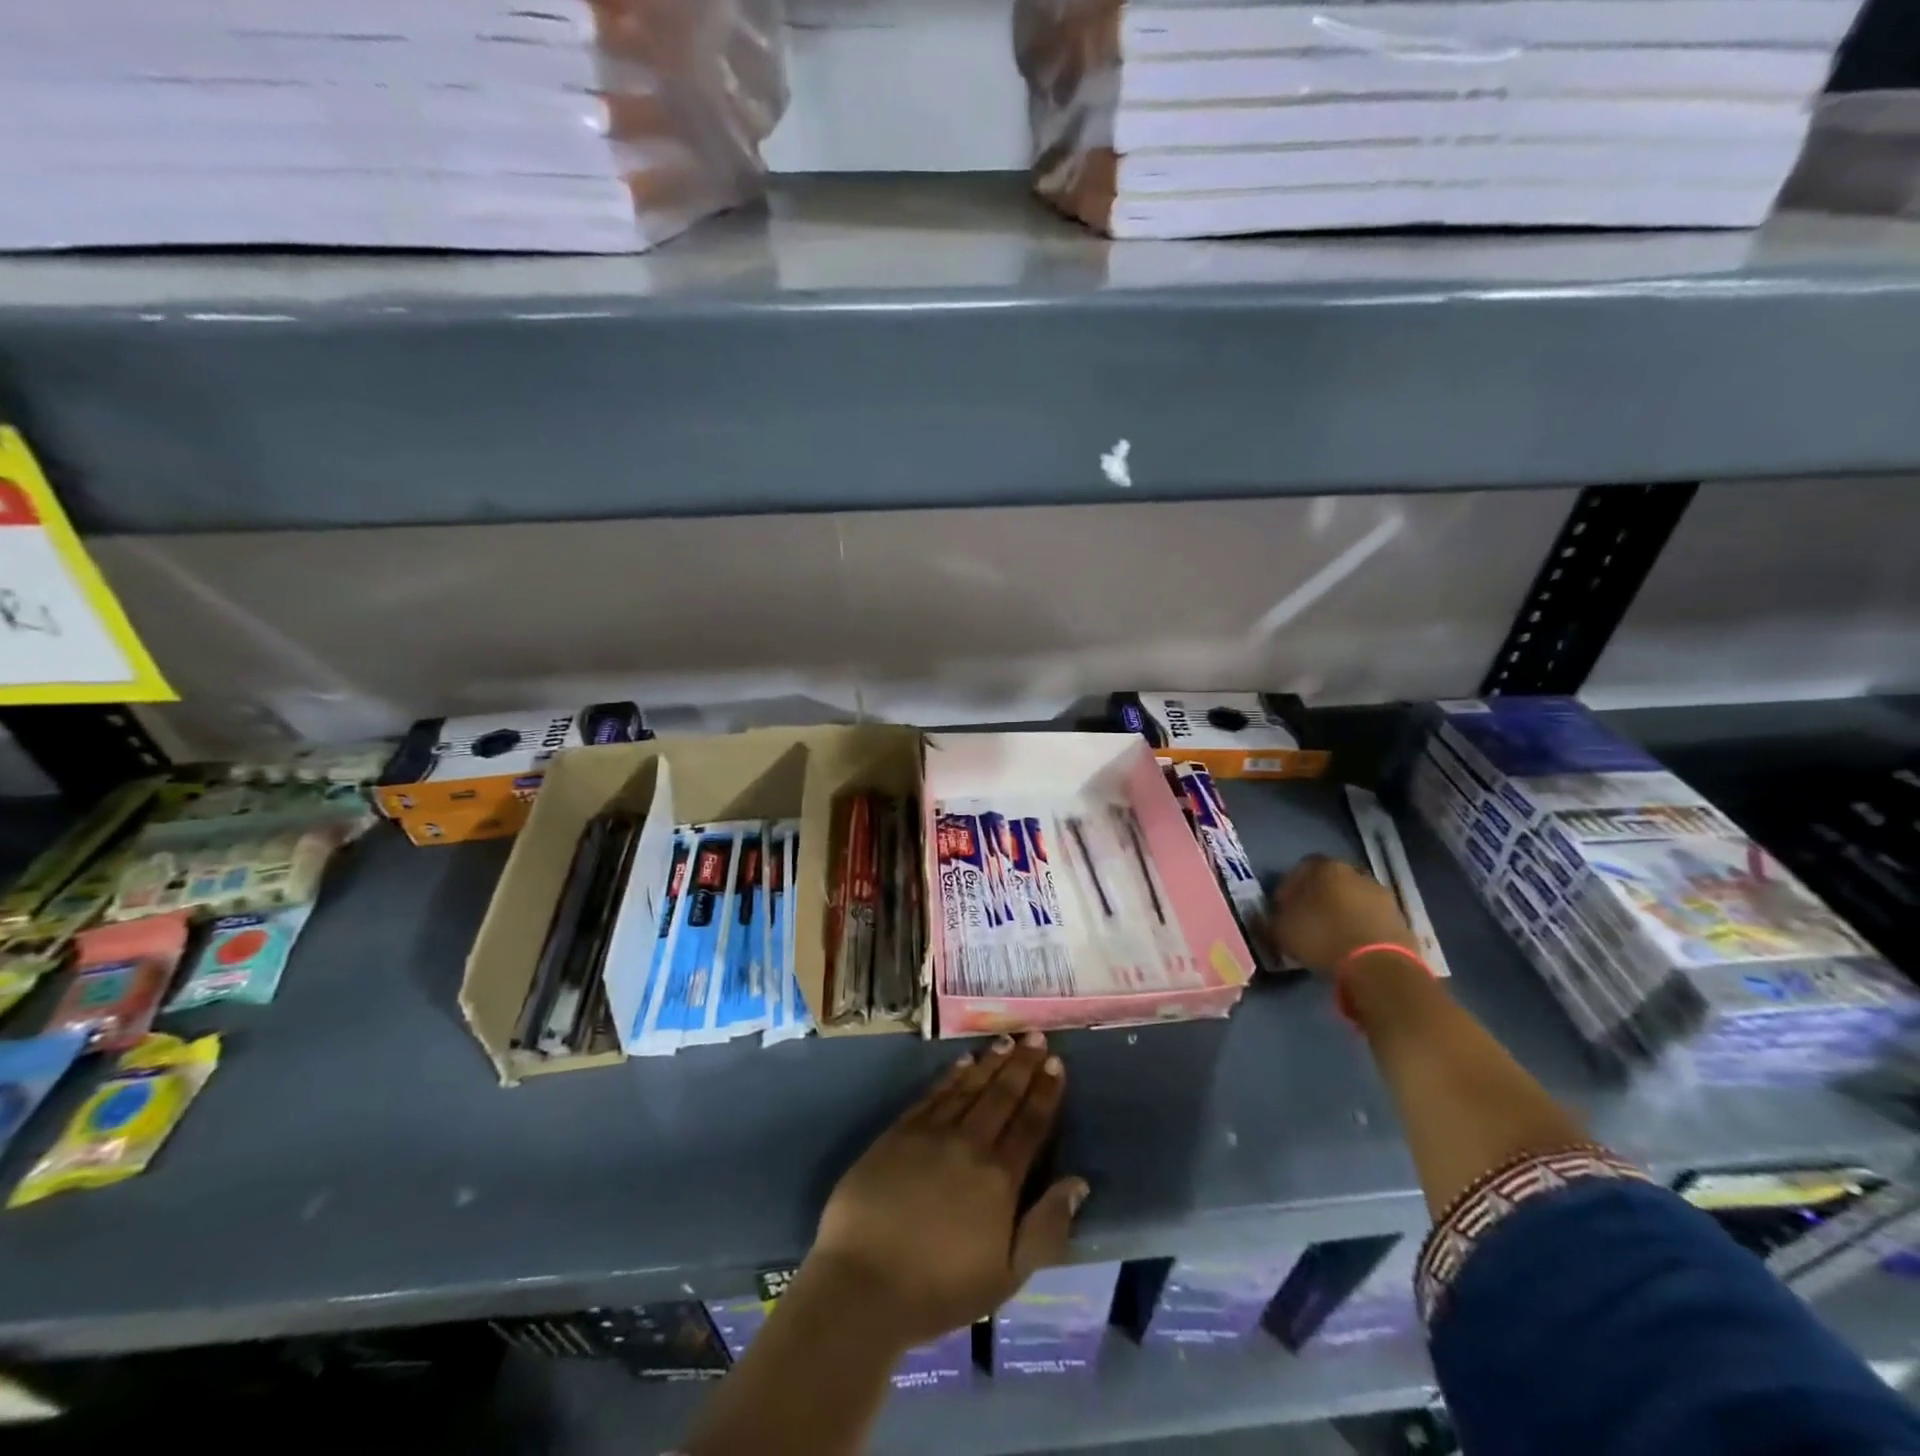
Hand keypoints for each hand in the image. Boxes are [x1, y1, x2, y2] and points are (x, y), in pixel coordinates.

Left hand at [807, 1032, 1088, 1348]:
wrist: (863, 1283)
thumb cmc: (940, 1289)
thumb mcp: (1007, 1276)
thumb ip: (1046, 1228)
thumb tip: (1078, 1182)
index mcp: (1000, 1178)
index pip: (1030, 1124)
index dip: (1045, 1092)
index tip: (1057, 1063)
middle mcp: (969, 1144)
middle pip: (1002, 1096)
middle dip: (1023, 1064)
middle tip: (1036, 1036)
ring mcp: (931, 1133)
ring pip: (969, 1087)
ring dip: (991, 1062)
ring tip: (1007, 1040)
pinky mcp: (899, 1132)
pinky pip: (933, 1093)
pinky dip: (952, 1075)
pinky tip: (963, 1061)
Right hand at [1269, 854, 1418, 978]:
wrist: (1379, 966)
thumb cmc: (1322, 938)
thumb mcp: (1281, 930)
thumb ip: (1274, 918)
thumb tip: (1275, 916)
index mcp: (1324, 867)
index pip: (1300, 869)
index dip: (1289, 888)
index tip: (1282, 909)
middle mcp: (1355, 872)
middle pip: (1330, 882)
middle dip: (1318, 898)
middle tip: (1307, 921)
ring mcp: (1382, 894)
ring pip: (1353, 899)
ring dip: (1342, 913)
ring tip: (1331, 937)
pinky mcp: (1401, 919)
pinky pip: (1371, 919)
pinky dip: (1361, 928)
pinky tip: (1352, 946)